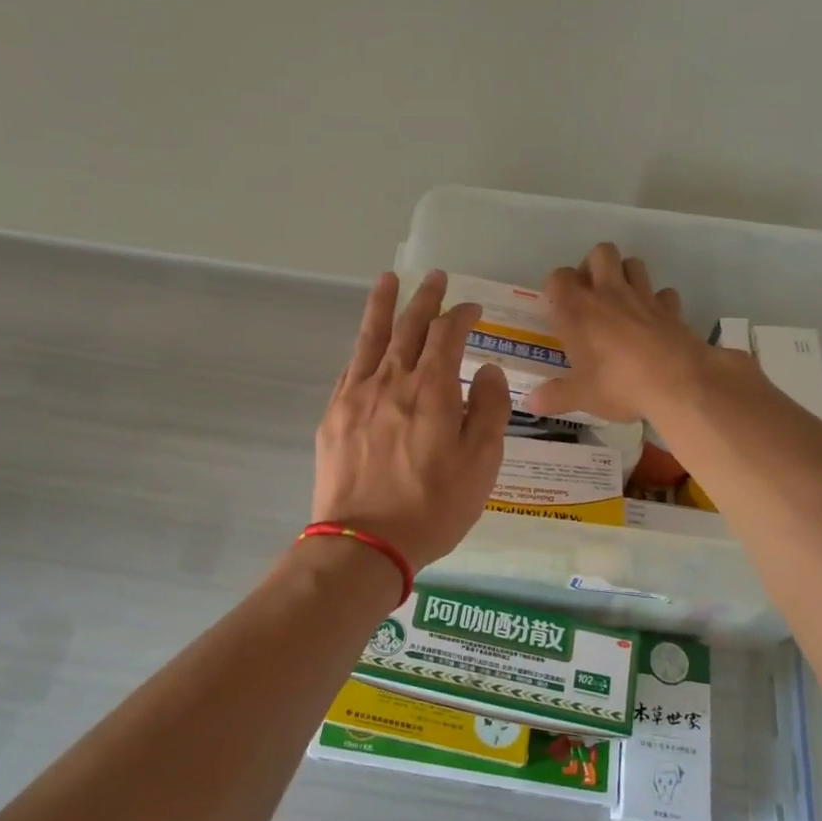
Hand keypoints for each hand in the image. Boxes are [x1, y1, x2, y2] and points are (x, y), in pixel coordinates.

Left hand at [312, 269, 510, 569]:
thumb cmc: (433, 506)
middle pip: (409, 327)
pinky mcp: (333, 416)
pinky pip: (350, 368)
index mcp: (431, 389)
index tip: (473, 309)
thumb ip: (489, 409)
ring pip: (371, 338)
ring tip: (388, 280)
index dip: (462, 315)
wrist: (365, 542)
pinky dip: (362, 348)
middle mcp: (391, 381)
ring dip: (383, 305)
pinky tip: (365, 343)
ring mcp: (356, 396)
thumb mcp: (481, 462)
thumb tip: (486, 369)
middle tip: (435, 278)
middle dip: (425, 299)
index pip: (447, 334)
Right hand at [525, 243, 716, 422]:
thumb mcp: (580, 396)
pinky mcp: (671, 309)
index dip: (557, 288)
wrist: (677, 383)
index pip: (558, 277)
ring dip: (625, 275)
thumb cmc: (618, 385)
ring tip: (620, 303)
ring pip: (633, 263)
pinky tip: (654, 321)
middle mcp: (608, 294)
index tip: (559, 309)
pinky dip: (658, 302)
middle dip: (594, 267)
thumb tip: (531, 403)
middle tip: (590, 296)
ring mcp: (643, 297)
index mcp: (577, 310)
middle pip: (600, 253)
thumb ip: (554, 396)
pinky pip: (663, 293)